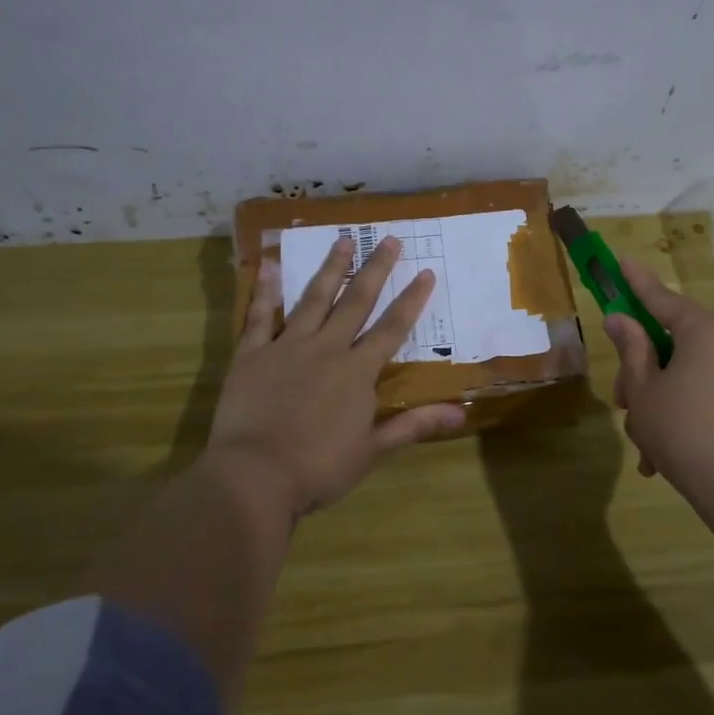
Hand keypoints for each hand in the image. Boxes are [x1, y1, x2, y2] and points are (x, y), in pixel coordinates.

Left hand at [207, 234, 465, 519]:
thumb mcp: (373, 450)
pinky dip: (266, 291)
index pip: (392, 328)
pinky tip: (271, 266)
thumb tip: (461, 413)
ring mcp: (287, 346)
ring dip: (331, 268)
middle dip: (376, 269)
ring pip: (314, 299)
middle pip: (356, 302)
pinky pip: (260, 316)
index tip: (426, 272)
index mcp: (357, 372)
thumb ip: (414, 425)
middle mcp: (327, 348)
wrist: (255, 475)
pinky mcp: (252, 354)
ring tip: (343, 240)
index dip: (411, 300)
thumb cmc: (319, 468)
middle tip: (389, 239)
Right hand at [604, 259, 713, 497]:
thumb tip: (621, 319)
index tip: (621, 260)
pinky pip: (705, 394)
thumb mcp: (644, 389)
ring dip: (658, 401)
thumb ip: (631, 349)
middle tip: (622, 402)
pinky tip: (661, 456)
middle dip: (642, 371)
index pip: (662, 298)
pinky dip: (682, 414)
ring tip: (643, 444)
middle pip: (672, 342)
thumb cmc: (683, 431)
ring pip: (686, 373)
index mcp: (705, 330)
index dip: (636, 282)